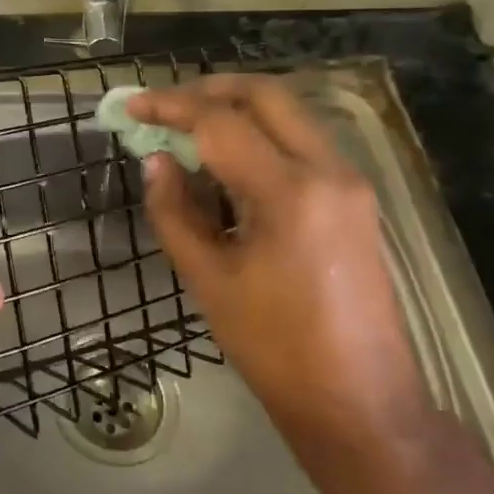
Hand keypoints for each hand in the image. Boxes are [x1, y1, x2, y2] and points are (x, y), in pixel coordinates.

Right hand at [129, 76, 437, 493]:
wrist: (361, 403)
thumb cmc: (275, 349)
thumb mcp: (208, 280)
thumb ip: (174, 211)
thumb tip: (158, 161)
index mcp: (289, 193)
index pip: (220, 122)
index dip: (170, 106)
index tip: (132, 106)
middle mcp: (328, 171)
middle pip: (266, 95)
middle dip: (208, 90)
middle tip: (164, 107)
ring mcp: (350, 182)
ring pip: (288, 113)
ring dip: (236, 110)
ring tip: (188, 132)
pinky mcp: (355, 198)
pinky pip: (301, 142)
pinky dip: (260, 135)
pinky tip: (228, 163)